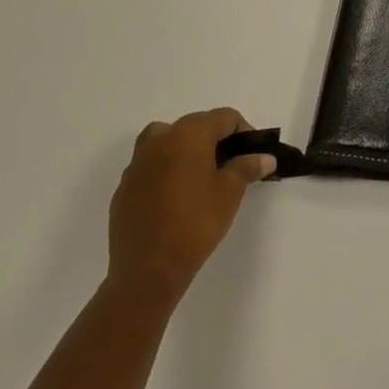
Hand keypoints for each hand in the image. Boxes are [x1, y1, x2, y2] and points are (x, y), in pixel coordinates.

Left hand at [107, 109, 269, 306]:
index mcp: (188, 134)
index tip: (252, 153)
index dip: (244, 131)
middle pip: (195, 125)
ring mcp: (137, 163)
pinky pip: (150, 167)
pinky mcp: (124, 187)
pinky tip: (176, 198)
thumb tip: (264, 157)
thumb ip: (247, 167)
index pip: (224, 117)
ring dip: (187, 150)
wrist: (147, 270)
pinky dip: (166, 171)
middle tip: (231, 165)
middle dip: (216, 140)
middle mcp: (159, 139)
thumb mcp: (230, 193)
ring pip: (167, 142)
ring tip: (201, 177)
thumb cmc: (196, 223)